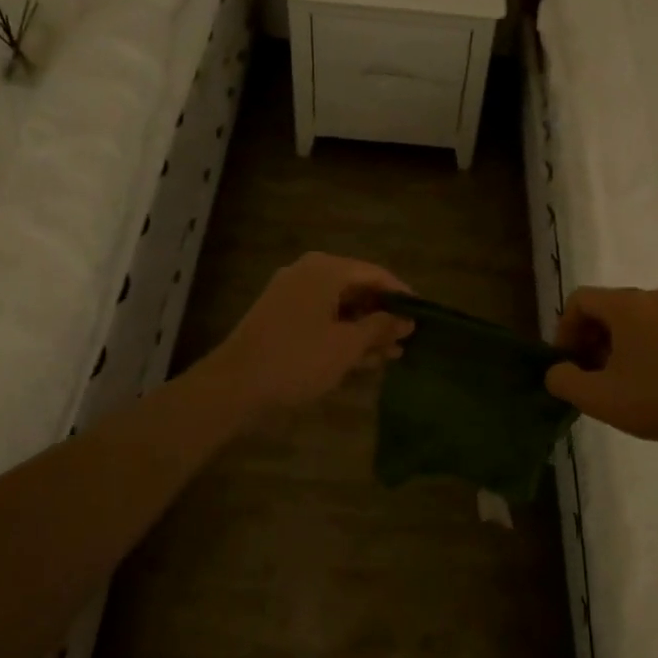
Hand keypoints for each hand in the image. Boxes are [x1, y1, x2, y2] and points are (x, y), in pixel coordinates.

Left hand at [207, 252, 413, 412]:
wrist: (234, 386)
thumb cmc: (297, 360)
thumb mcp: (347, 346)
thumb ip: (380, 328)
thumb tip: (406, 320)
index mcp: (325, 270)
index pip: (375, 274)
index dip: (402, 295)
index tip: (423, 316)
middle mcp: (308, 274)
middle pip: (357, 288)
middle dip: (384, 315)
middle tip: (409, 339)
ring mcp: (292, 296)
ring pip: (340, 307)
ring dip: (366, 329)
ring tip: (393, 354)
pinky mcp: (281, 319)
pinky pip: (323, 319)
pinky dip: (343, 335)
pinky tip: (365, 359)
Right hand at [545, 286, 657, 448]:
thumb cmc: (657, 400)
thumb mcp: (598, 397)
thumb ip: (563, 380)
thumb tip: (557, 371)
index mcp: (626, 304)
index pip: (579, 300)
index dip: (564, 330)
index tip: (567, 363)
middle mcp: (652, 297)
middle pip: (604, 307)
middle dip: (587, 339)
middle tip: (587, 374)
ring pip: (629, 319)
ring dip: (611, 345)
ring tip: (614, 382)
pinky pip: (653, 328)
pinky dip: (637, 346)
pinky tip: (643, 382)